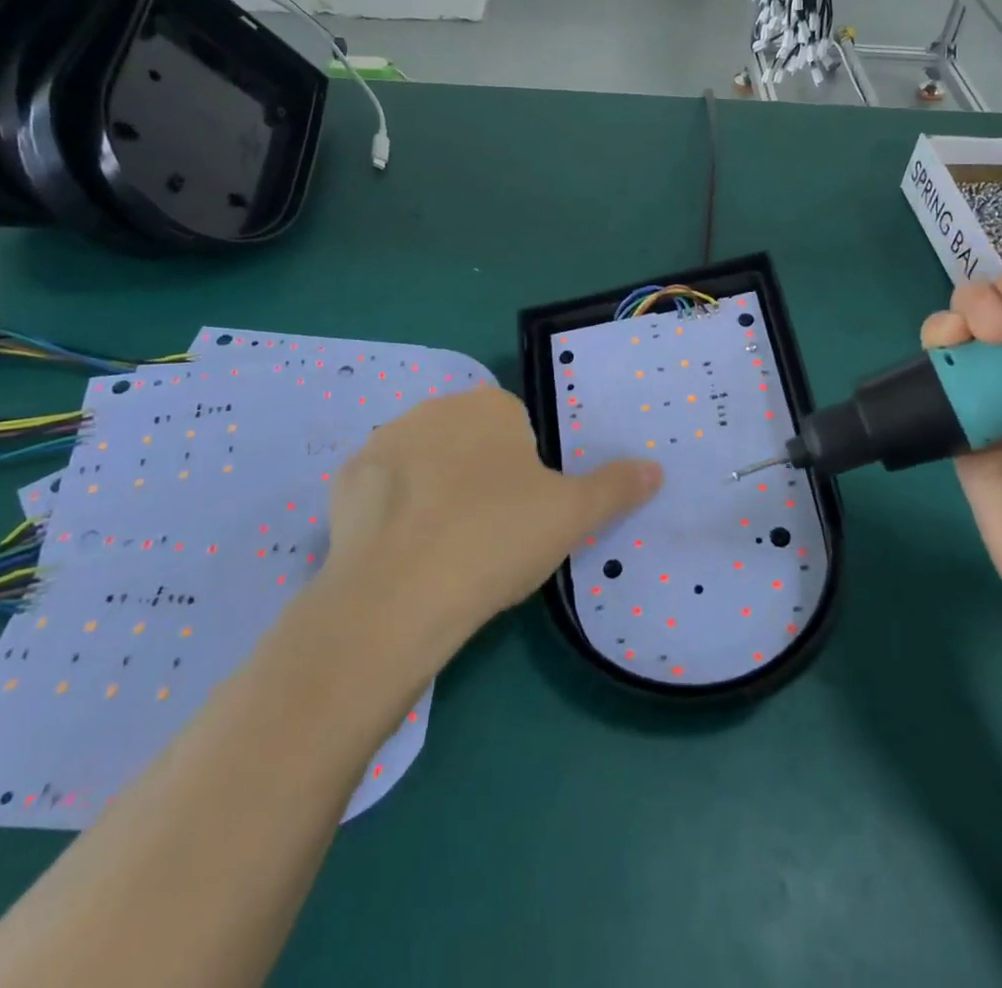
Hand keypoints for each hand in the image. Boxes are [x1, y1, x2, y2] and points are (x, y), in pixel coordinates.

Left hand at [321, 386, 662, 658]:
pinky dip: (392, 514)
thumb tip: (655, 468)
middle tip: (487, 536)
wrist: (398, 595)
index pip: (518, 430)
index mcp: (490, 406)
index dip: (524, 475)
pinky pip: (381, 491)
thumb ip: (616, 487)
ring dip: (435, 493)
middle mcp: (435, 408)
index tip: (522, 516)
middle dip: (479, 478)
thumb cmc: (496, 540)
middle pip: (469, 442)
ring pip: (424, 465)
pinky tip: (401, 553)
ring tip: (443, 551)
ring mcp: (383, 441)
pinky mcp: (346, 480)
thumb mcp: (572, 516)